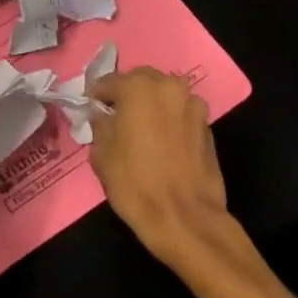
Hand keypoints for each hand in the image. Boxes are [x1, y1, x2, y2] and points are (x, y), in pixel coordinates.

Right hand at [88, 68, 253, 277]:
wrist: (185, 217)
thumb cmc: (135, 182)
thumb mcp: (101, 153)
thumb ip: (100, 124)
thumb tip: (102, 114)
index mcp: (139, 88)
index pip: (109, 81)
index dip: (96, 95)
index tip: (89, 108)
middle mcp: (169, 87)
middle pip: (141, 80)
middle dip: (126, 93)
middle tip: (113, 114)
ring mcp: (193, 106)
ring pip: (164, 94)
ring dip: (149, 104)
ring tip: (137, 127)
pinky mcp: (208, 126)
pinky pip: (179, 113)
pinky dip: (167, 119)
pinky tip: (159, 140)